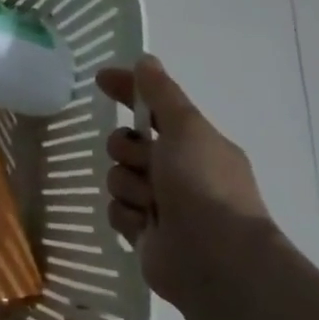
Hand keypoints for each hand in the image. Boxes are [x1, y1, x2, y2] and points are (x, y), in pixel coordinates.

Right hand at [97, 55, 277, 308]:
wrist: (217, 260)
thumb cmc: (204, 185)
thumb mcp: (185, 128)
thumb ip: (161, 93)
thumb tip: (145, 59)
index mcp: (193, 144)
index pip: (151, 108)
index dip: (127, 92)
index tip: (101, 79)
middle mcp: (177, 171)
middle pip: (126, 145)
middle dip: (128, 151)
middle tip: (147, 164)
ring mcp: (161, 205)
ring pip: (118, 178)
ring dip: (130, 188)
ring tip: (152, 205)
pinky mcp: (145, 235)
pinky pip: (117, 212)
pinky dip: (129, 217)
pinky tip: (146, 227)